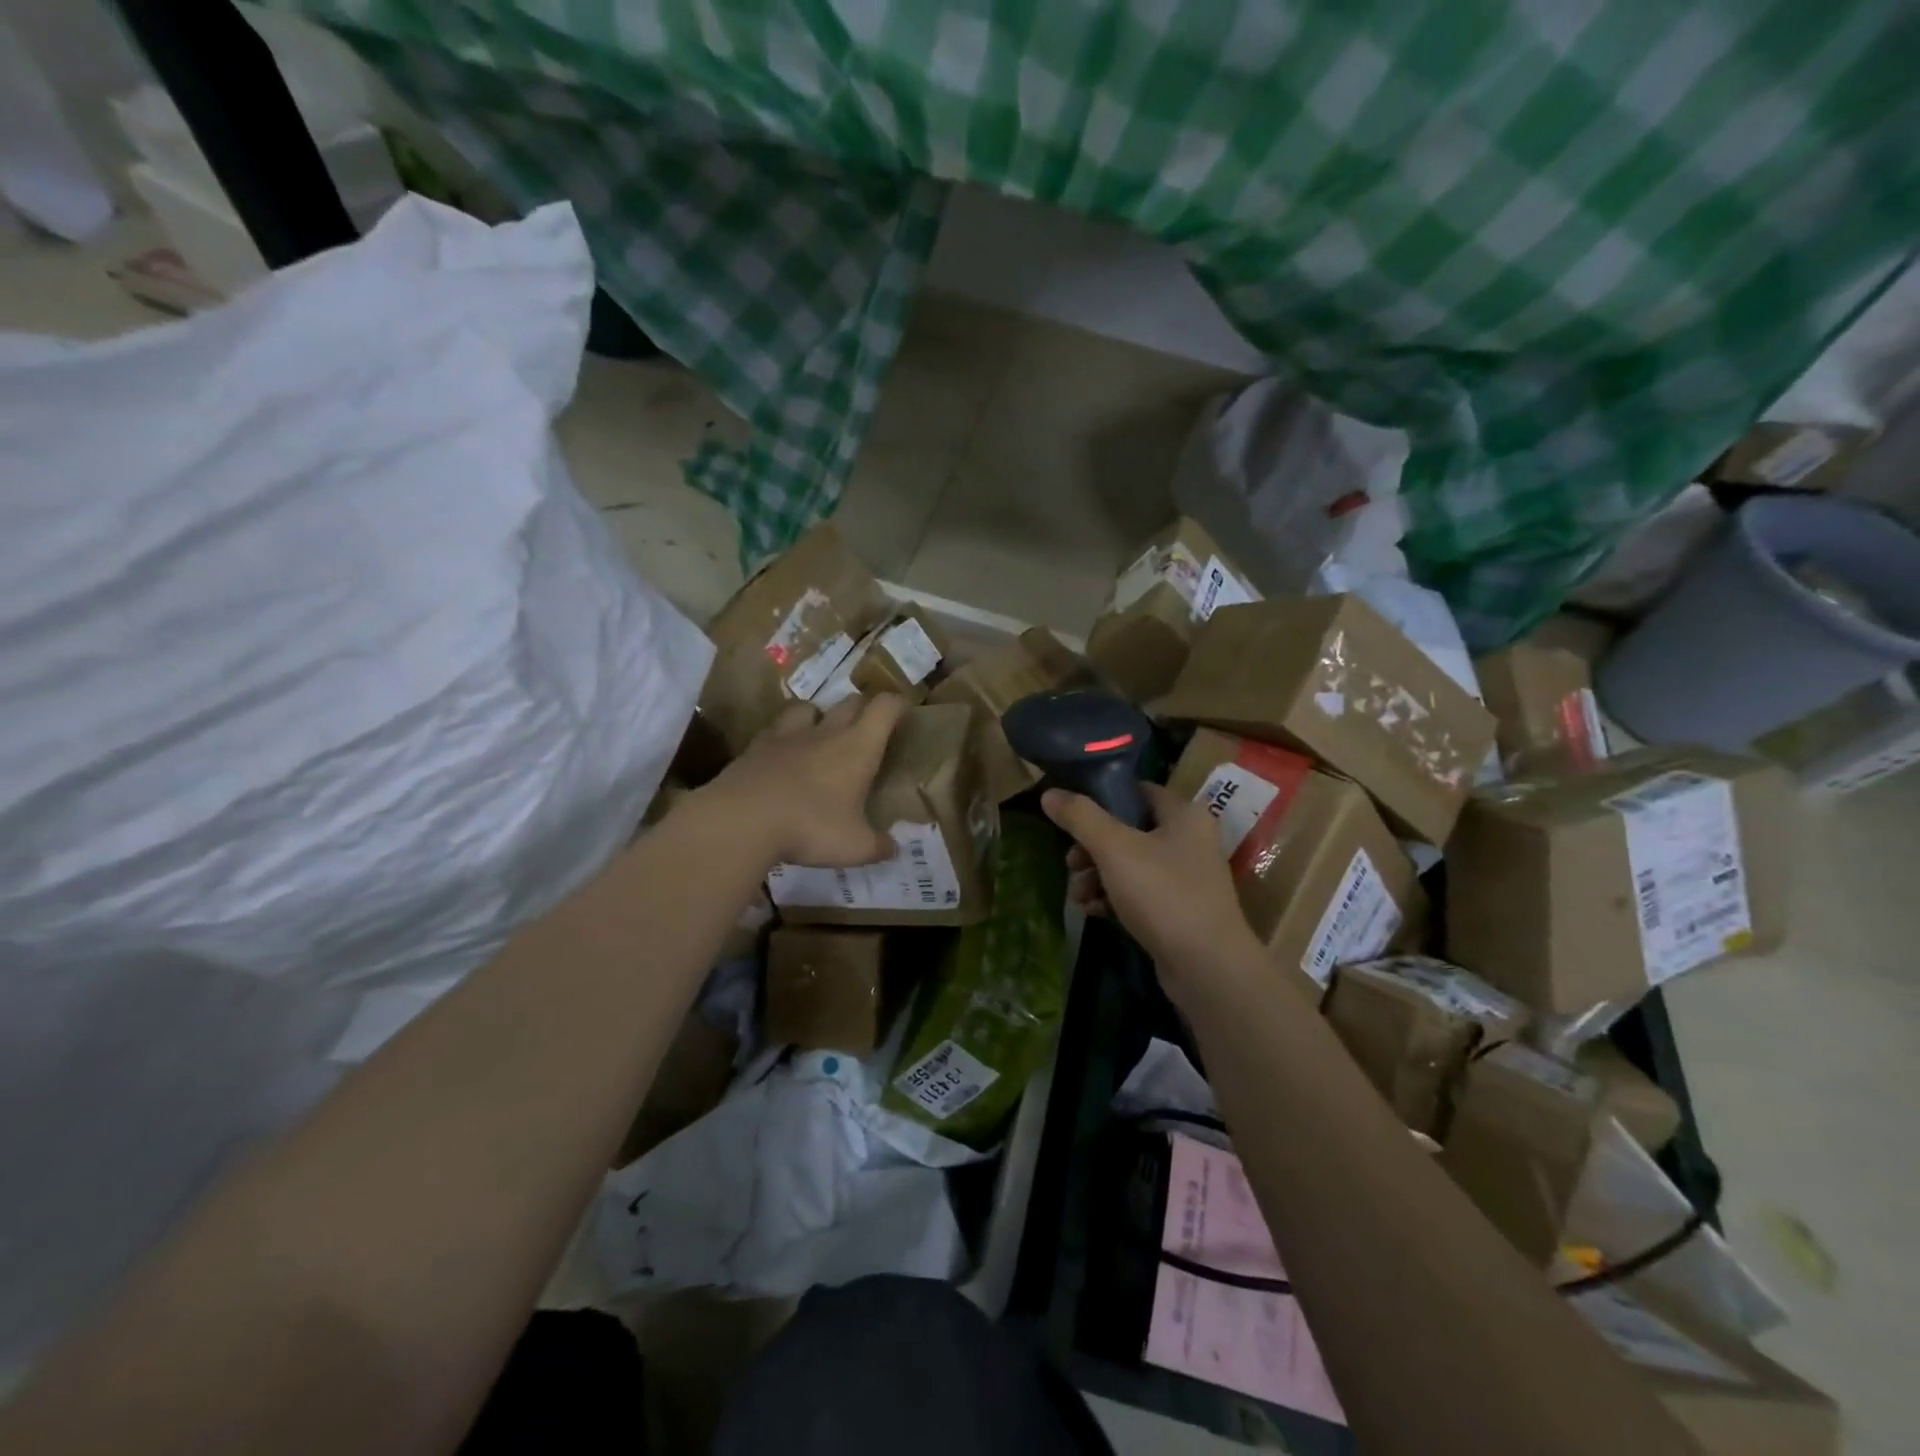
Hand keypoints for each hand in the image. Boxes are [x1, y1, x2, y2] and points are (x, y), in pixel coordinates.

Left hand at [700, 694, 903, 866]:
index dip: (898, 704)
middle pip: (850, 702)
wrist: (742, 820)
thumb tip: (893, 848)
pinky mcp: (755, 747)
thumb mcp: (854, 847)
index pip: (885, 707)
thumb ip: (878, 845)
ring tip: (819, 734)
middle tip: (866, 727)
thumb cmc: (811, 828)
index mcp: (858, 748)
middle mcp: (826, 732)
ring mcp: (787, 736)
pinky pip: (774, 729)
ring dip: (818, 715)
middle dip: (862, 708)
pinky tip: (782, 754)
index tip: (904, 710)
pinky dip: (783, 736)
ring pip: (808, 707)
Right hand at [1041, 782, 1261, 982]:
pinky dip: (1114, 899)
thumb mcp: (1114, 848)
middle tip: (1070, 864)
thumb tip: (1049, 793)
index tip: (1071, 815)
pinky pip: (1139, 894)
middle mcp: (1190, 841)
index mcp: (1183, 815)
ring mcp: (1186, 879)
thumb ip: (1080, 817)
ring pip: (1130, 865)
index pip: (1137, 791)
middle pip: (1128, 831)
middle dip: (1092, 848)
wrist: (1207, 967)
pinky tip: (1093, 911)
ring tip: (1077, 896)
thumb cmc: (1162, 894)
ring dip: (1097, 876)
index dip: (1102, 798)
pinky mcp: (1179, 912)